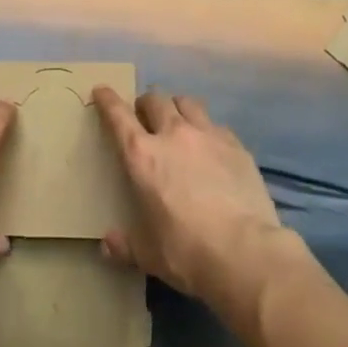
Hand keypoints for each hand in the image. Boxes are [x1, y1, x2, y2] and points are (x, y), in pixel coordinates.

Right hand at [94, 87, 294, 317]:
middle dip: (146, 104)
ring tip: (178, 122)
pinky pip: (216, 125)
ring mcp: (208, 136)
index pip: (118, 115)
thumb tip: (107, 244)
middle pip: (155, 100)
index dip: (107, 100)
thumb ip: (126, 245)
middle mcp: (173, 134)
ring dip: (177, 107)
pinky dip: (207, 129)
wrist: (245, 253)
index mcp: (142, 156)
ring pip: (187, 102)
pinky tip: (212, 147)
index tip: (102, 91)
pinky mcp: (237, 146)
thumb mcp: (149, 255)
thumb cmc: (187, 252)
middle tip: (145, 117)